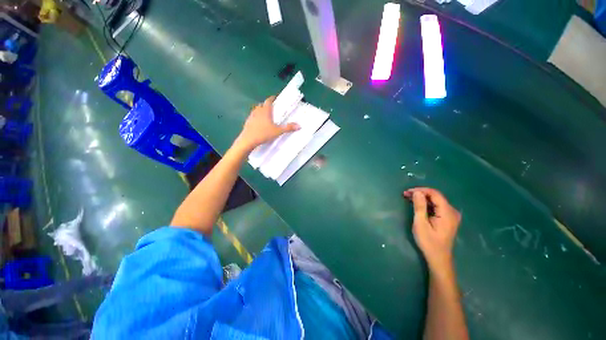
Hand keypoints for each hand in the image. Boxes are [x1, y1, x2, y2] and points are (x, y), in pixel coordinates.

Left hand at [234, 96, 299, 151]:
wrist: (248, 140)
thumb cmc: (264, 134)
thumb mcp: (278, 131)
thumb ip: (288, 128)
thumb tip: (299, 126)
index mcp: (265, 111)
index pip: (269, 101)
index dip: (272, 98)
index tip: (276, 98)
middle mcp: (257, 111)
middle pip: (262, 104)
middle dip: (267, 105)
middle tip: (273, 108)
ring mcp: (251, 116)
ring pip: (257, 110)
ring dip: (261, 110)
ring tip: (267, 116)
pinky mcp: (248, 122)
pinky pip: (253, 116)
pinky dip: (257, 117)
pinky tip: (260, 124)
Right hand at [403, 187, 460, 272]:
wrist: (438, 258)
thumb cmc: (428, 242)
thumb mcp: (421, 224)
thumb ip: (420, 207)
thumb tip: (417, 192)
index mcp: (447, 212)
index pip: (435, 194)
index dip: (420, 190)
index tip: (407, 192)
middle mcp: (452, 211)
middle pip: (436, 196)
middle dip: (420, 194)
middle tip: (406, 195)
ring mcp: (452, 215)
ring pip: (436, 201)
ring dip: (423, 198)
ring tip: (409, 199)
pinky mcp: (448, 218)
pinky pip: (437, 206)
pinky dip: (427, 204)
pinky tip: (418, 205)